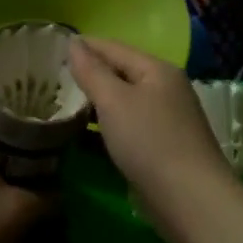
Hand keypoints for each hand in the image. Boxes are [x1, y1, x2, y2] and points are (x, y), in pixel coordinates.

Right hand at [67, 37, 241, 242]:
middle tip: (50, 79)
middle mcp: (165, 89)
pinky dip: (104, 129)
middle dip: (88, 76)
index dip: (84, 46)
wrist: (191, 201)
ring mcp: (165, 120)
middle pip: (120, 74)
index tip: (52, 49)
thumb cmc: (150, 142)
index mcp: (157, 70)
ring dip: (94, 105)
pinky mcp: (161, 149)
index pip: (114, 48)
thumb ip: (92, 71)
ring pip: (122, 103)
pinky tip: (81, 137)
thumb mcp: (114, 101)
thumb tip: (74, 41)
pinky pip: (126, 128)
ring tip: (60, 106)